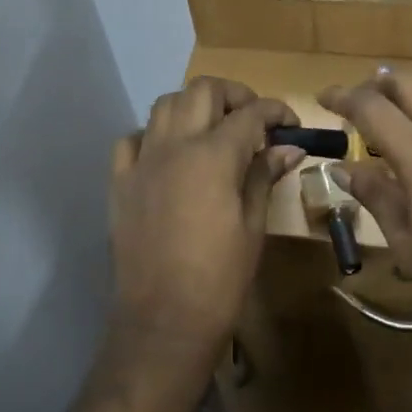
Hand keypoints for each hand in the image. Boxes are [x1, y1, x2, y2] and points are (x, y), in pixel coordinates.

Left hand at [110, 77, 302, 366]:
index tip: (291, 124)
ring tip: (213, 131)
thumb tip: (288, 148)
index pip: (250, 114)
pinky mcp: (120, 183)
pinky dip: (155, 135)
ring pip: (164, 105)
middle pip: (202, 91)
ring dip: (194, 107)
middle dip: (234, 96)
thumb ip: (264, 177)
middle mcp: (173, 146)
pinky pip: (133, 139)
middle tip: (254, 120)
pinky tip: (170, 155)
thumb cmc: (220, 278)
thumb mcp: (253, 226)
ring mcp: (141, 162)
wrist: (164, 320)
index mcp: (213, 157)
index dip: (276, 111)